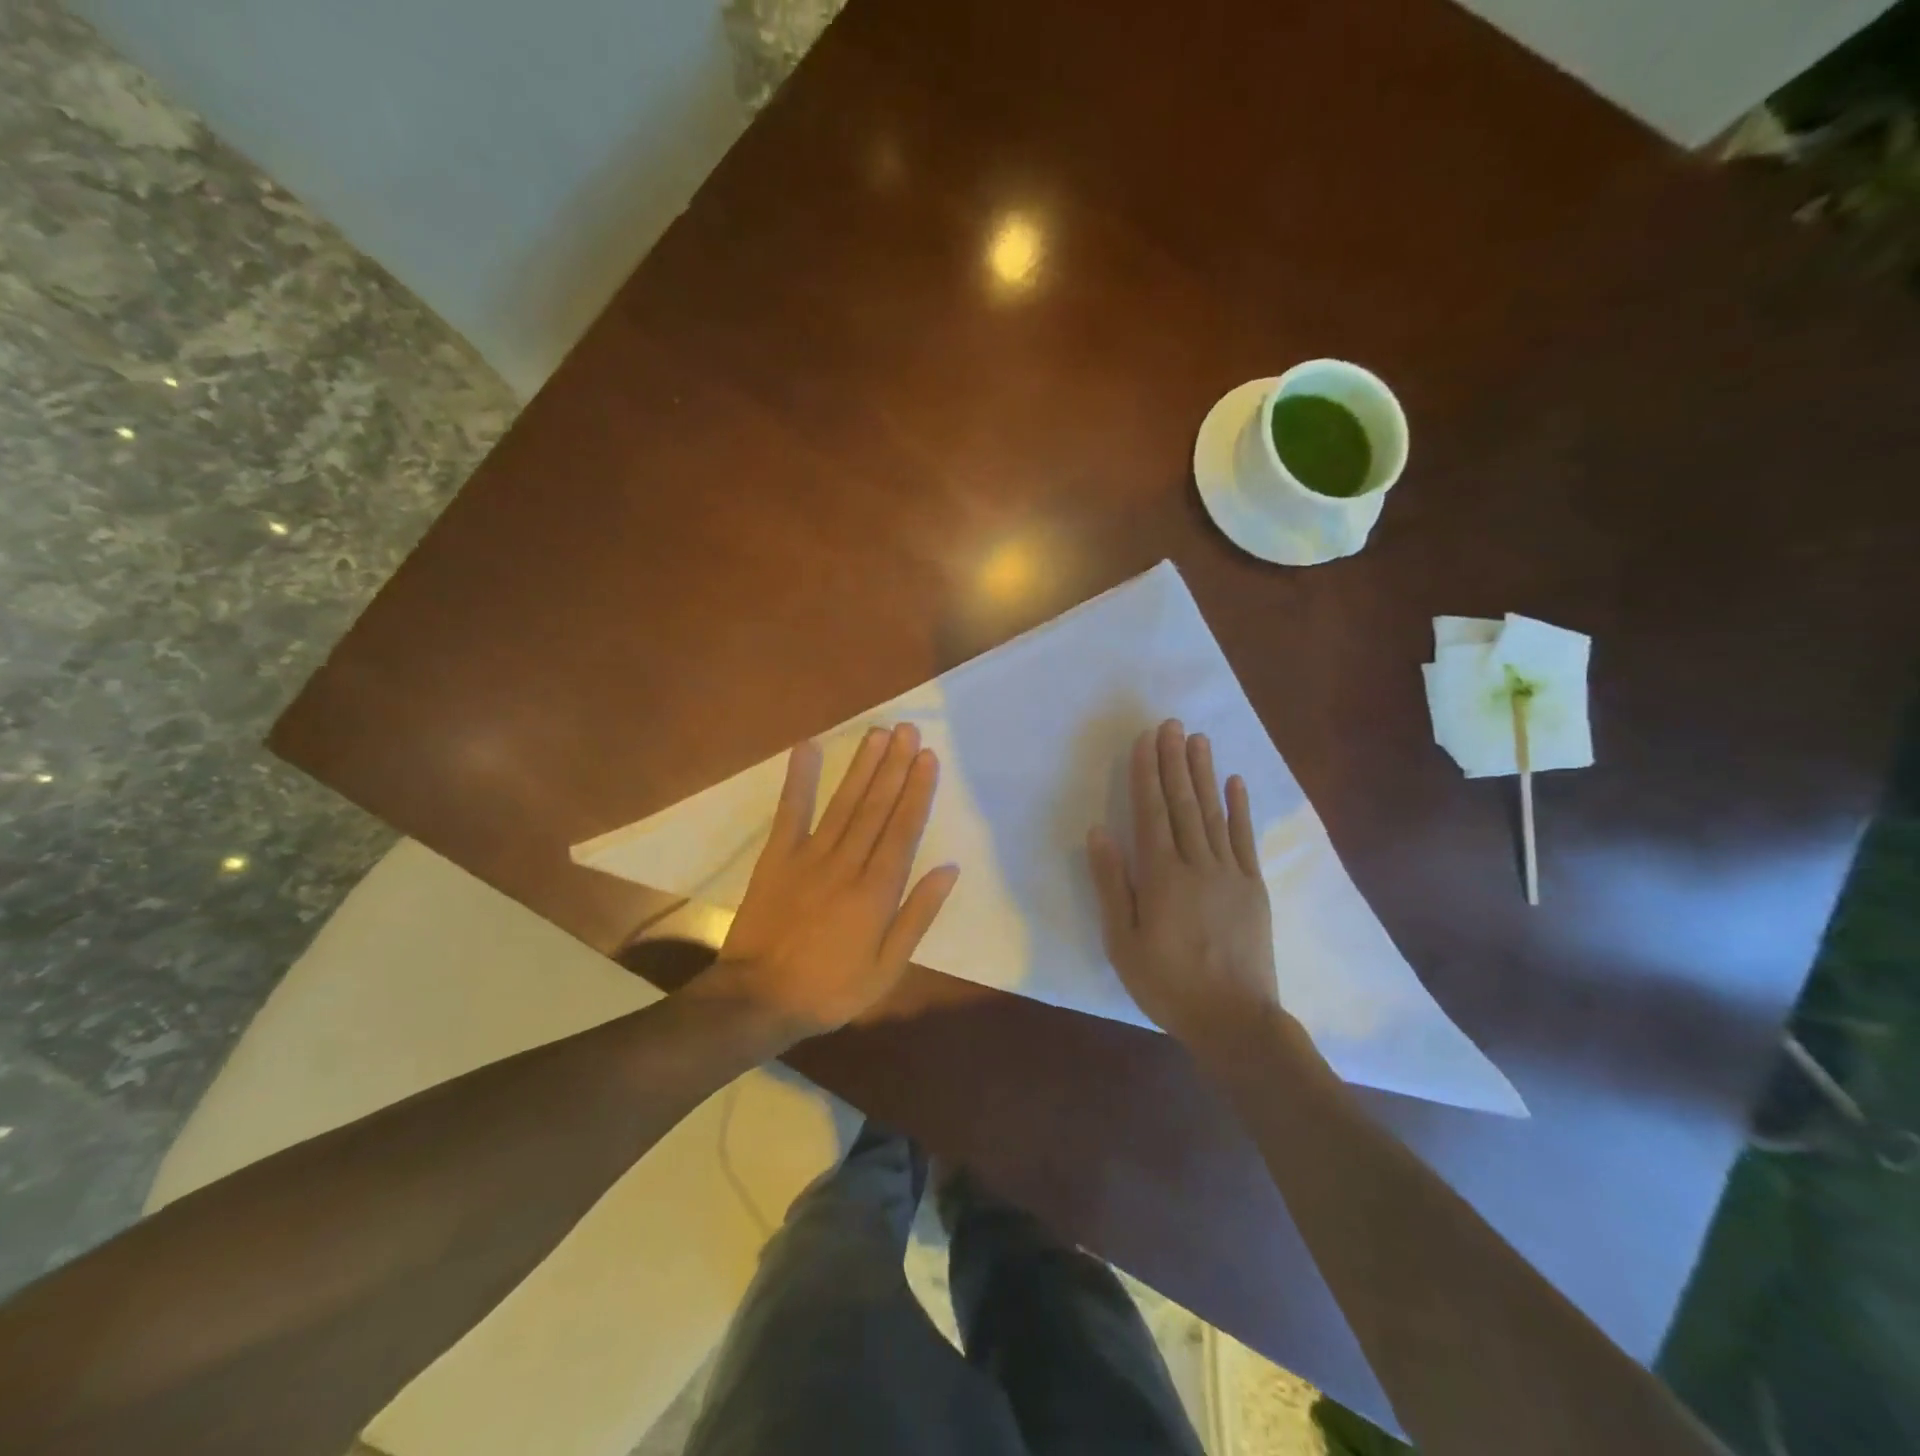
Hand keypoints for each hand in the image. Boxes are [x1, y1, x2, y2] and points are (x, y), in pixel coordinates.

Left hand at [709, 723, 959, 1038]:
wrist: (759, 1000)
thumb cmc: (831, 989)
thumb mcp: (887, 967)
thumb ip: (917, 915)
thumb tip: (948, 869)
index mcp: (876, 892)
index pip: (903, 830)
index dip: (917, 791)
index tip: (928, 758)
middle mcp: (847, 865)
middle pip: (876, 807)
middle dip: (895, 767)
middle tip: (909, 730)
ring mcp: (809, 857)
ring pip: (843, 803)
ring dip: (862, 766)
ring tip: (879, 734)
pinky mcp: (776, 857)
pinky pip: (790, 812)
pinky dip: (799, 779)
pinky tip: (808, 748)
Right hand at [1087, 719, 1280, 1055]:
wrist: (1235, 1020)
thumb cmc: (1167, 984)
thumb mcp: (1122, 941)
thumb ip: (1111, 884)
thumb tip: (1099, 833)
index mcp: (1162, 877)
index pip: (1151, 813)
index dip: (1147, 775)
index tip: (1145, 741)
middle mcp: (1197, 864)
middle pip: (1183, 803)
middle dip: (1174, 761)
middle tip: (1171, 724)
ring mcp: (1230, 873)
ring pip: (1213, 813)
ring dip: (1204, 774)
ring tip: (1198, 740)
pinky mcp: (1253, 887)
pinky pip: (1245, 839)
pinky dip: (1240, 808)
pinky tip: (1236, 782)